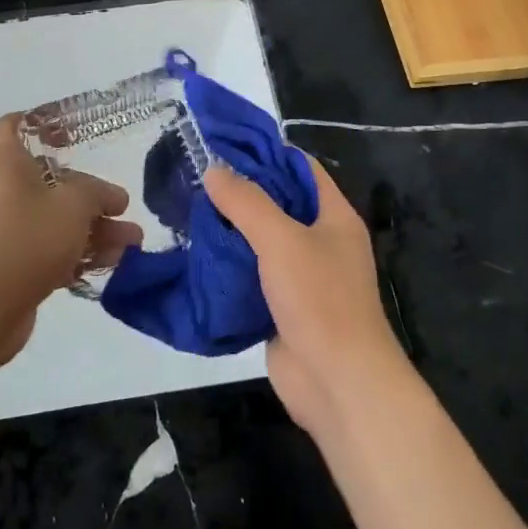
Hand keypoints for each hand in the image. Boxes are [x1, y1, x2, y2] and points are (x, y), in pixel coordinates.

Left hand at [0, 113, 141, 365]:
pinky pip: (52, 253)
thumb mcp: (72, 204)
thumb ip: (97, 193)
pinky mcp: (14, 269)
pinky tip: (114, 265)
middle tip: (123, 208)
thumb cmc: (25, 238)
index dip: (43, 124)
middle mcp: (4, 193)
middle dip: (91, 195)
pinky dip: (80, 256)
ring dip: (95, 230)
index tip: (74, 135)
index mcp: (8, 164)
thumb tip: (112, 197)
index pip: (15, 126)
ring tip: (133, 243)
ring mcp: (8, 233)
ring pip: (56, 222)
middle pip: (50, 182)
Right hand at [204, 157, 406, 434]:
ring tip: (188, 210)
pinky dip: (229, 265)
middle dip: (241, 191)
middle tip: (196, 177)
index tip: (224, 145)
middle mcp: (321, 241)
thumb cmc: (319, 299)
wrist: (338, 383)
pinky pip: (253, 275)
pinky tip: (197, 255)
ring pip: (262, 241)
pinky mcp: (283, 307)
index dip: (267, 152)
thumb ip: (246, 202)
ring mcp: (302, 276)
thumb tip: (214, 169)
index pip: (301, 168)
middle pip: (279, 203)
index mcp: (334, 216)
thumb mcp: (281, 239)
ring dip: (230, 229)